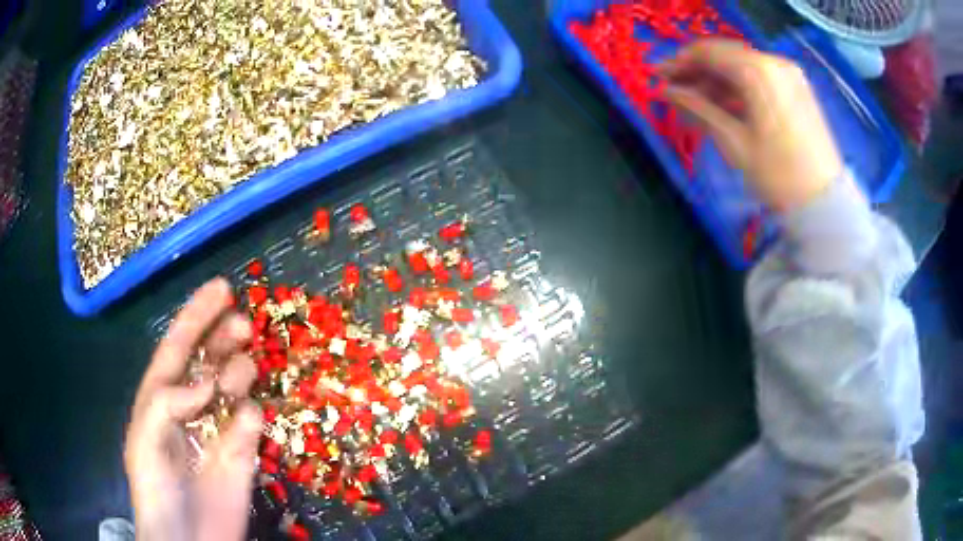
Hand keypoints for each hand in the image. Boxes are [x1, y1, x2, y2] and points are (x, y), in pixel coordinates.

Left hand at [124, 278, 261, 540]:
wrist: (188, 540)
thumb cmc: (155, 489)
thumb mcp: (144, 442)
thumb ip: (167, 404)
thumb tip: (207, 383)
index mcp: (161, 396)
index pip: (178, 345)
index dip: (197, 314)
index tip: (222, 288)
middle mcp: (190, 405)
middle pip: (210, 358)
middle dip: (224, 335)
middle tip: (242, 326)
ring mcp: (218, 428)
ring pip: (234, 385)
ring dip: (238, 371)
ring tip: (239, 375)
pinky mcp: (242, 453)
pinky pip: (251, 424)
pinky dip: (250, 416)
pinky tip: (246, 420)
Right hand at [660, 39, 845, 212]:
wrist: (825, 203)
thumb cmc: (779, 176)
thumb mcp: (734, 143)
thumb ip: (698, 109)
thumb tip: (668, 92)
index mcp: (758, 71)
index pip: (708, 52)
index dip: (679, 62)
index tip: (659, 77)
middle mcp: (774, 63)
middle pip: (725, 57)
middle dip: (697, 72)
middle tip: (674, 91)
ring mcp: (789, 76)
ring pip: (742, 67)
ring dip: (717, 82)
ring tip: (697, 106)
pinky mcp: (796, 90)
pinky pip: (760, 79)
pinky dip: (739, 89)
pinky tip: (724, 107)